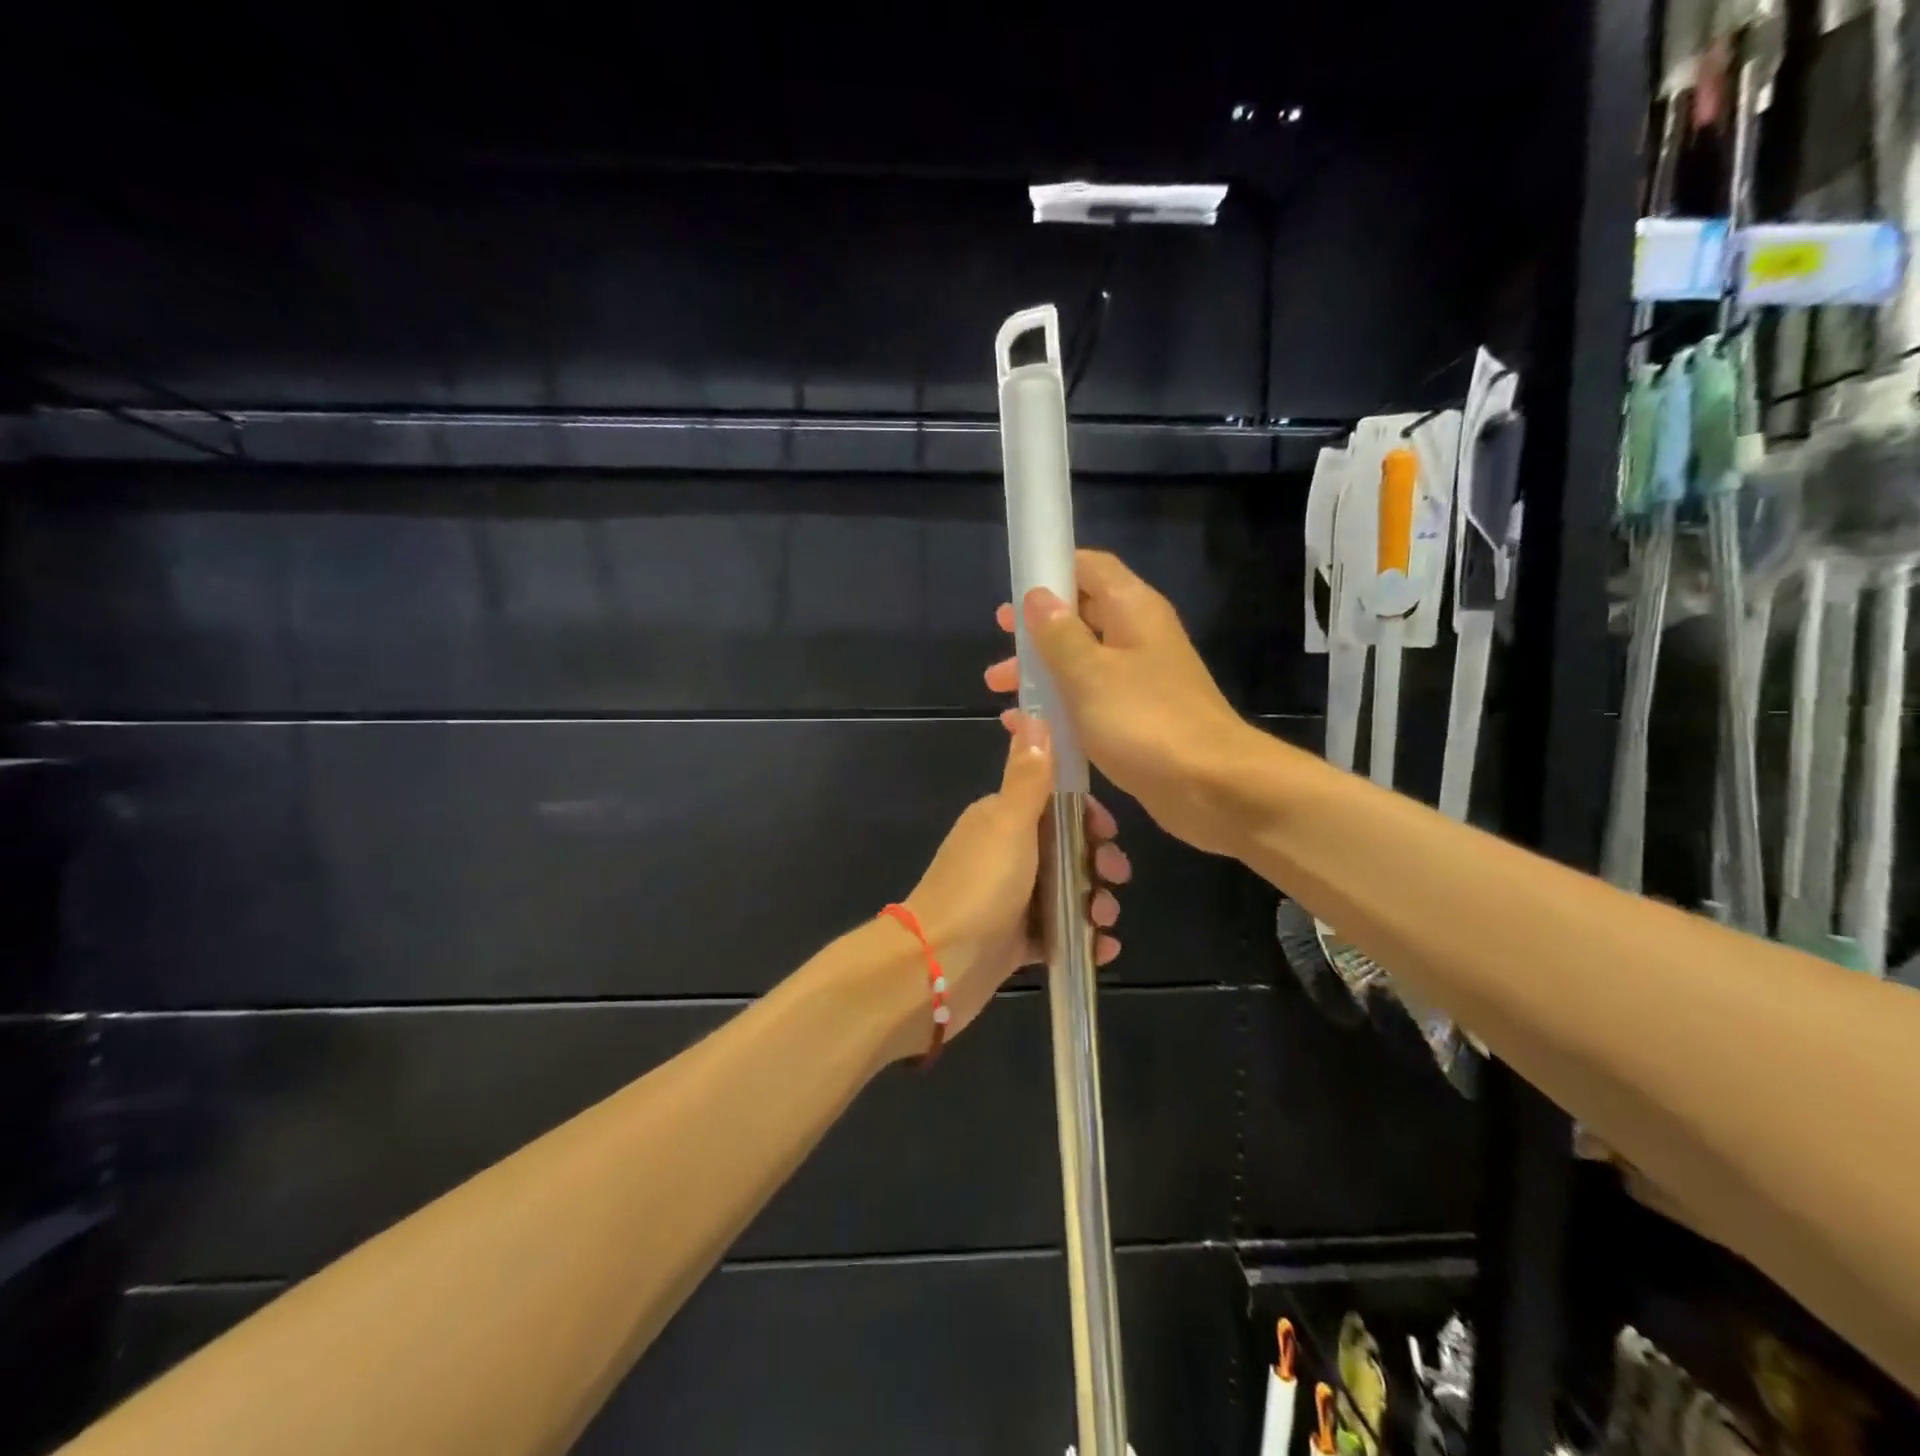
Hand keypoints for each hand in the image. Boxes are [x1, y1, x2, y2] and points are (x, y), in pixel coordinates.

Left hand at [905, 711, 1128, 1041]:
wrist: (938, 965)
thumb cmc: (980, 886)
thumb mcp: (1009, 823)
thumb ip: (1028, 775)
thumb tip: (1033, 713)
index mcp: (1002, 819)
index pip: (1056, 805)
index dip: (1088, 817)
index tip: (1108, 833)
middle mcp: (1007, 854)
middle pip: (1068, 850)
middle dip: (1098, 862)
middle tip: (1115, 878)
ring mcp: (1011, 899)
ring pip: (1068, 892)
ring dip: (1095, 903)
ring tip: (1104, 920)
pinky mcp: (1014, 941)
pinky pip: (1058, 933)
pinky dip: (1083, 939)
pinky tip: (1101, 949)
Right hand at [984, 549, 1253, 856]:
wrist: (1211, 786)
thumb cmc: (1145, 721)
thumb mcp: (1089, 674)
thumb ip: (1059, 634)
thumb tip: (1037, 596)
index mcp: (1133, 610)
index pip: (1090, 567)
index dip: (1052, 570)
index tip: (1015, 591)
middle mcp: (1139, 636)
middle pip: (1082, 615)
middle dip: (1038, 629)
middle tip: (1002, 642)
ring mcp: (1141, 679)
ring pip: (1083, 661)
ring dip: (1043, 670)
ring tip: (1001, 689)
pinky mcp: (1139, 717)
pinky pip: (1091, 699)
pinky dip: (1060, 705)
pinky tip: (1029, 725)